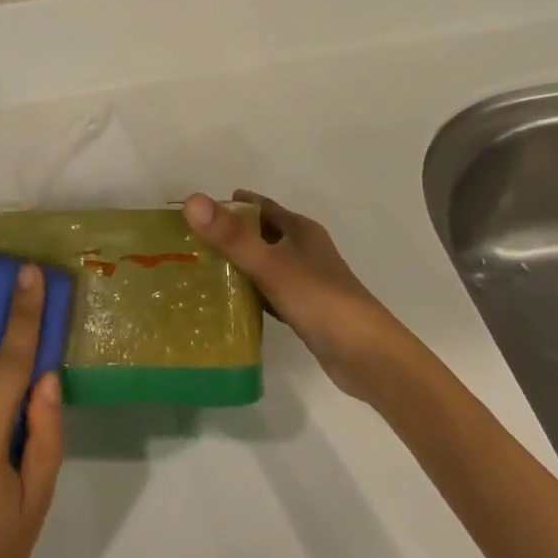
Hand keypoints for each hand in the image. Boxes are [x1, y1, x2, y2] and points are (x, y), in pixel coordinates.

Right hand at [183, 190, 403, 398]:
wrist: (367, 357)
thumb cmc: (320, 300)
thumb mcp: (271, 265)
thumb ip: (231, 236)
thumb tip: (191, 200)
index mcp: (300, 230)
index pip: (260, 206)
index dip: (231, 204)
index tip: (197, 211)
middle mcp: (304, 250)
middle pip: (261, 234)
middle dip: (230, 234)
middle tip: (190, 242)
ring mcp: (306, 281)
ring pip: (265, 264)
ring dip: (238, 264)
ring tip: (200, 270)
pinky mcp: (305, 310)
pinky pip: (269, 292)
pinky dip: (249, 293)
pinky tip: (228, 303)